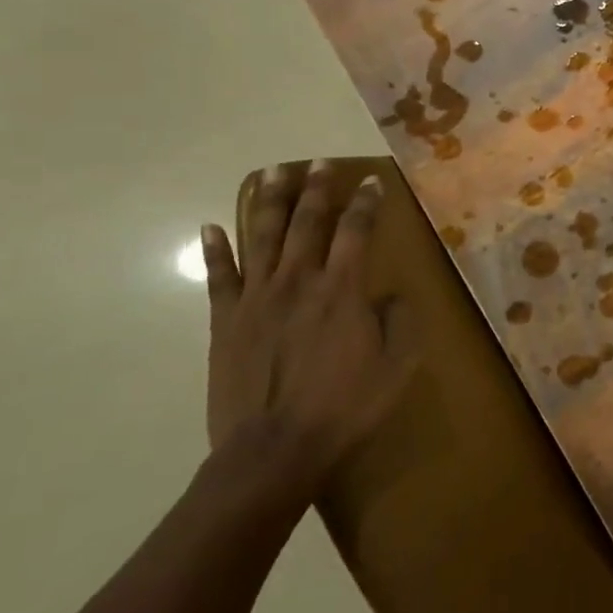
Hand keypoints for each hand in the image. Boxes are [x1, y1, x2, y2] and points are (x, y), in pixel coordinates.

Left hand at [200, 161, 414, 482]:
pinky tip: (211, 226)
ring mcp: (257, 298)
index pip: (356, 230)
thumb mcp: (397, 366)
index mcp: (342, 289)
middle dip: (316, 189)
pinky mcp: (225, 321)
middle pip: (307, 222)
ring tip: (273, 171)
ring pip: (263, 236)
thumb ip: (401, 321)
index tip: (372, 181)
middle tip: (319, 162)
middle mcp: (299, 281)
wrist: (274, 450)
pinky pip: (219, 277)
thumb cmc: (345, 407)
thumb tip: (393, 295)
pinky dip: (216, 250)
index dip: (366, 203)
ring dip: (269, 201)